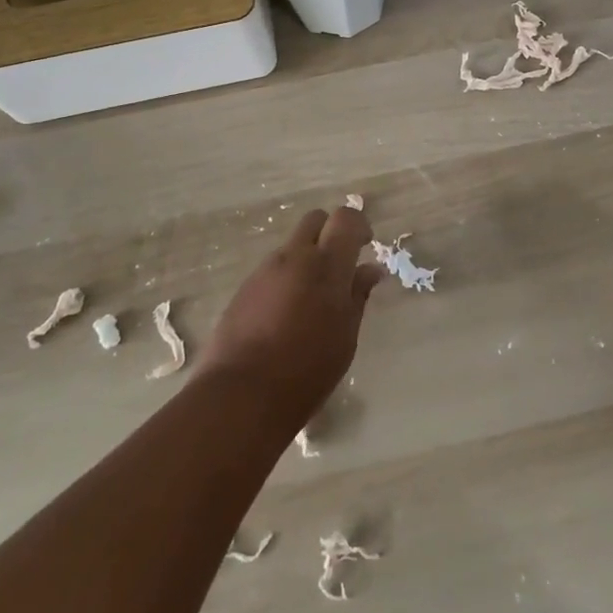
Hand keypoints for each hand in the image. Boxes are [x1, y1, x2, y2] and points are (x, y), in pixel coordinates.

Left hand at [197, 205, 384, 420]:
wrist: (242, 394)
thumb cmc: (307, 369)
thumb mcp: (345, 336)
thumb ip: (358, 295)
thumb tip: (370, 269)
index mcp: (327, 265)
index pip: (345, 218)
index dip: (358, 225)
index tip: (365, 245)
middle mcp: (294, 257)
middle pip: (315, 220)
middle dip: (330, 232)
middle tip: (339, 266)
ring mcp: (265, 270)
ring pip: (292, 246)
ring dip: (306, 258)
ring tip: (311, 299)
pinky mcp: (244, 288)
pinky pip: (272, 269)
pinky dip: (285, 278)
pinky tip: (285, 314)